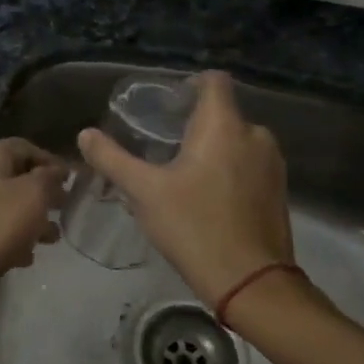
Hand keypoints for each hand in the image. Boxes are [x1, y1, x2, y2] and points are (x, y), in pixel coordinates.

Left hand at [0, 138, 66, 287]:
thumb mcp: (33, 194)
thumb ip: (49, 177)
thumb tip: (57, 169)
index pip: (24, 147)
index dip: (50, 159)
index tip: (72, 179)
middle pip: (17, 177)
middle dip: (44, 192)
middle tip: (65, 207)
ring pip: (9, 206)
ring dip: (33, 219)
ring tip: (53, 237)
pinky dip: (16, 239)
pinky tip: (28, 256)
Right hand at [78, 71, 302, 308]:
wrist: (250, 283)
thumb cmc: (194, 226)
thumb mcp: (143, 192)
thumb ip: (112, 158)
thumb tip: (85, 134)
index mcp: (224, 126)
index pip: (213, 81)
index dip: (190, 84)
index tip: (166, 103)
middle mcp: (255, 136)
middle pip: (223, 113)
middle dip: (194, 122)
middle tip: (162, 143)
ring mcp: (272, 165)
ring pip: (237, 141)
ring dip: (212, 148)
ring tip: (181, 171)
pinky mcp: (279, 192)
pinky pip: (249, 165)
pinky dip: (228, 169)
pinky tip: (205, 196)